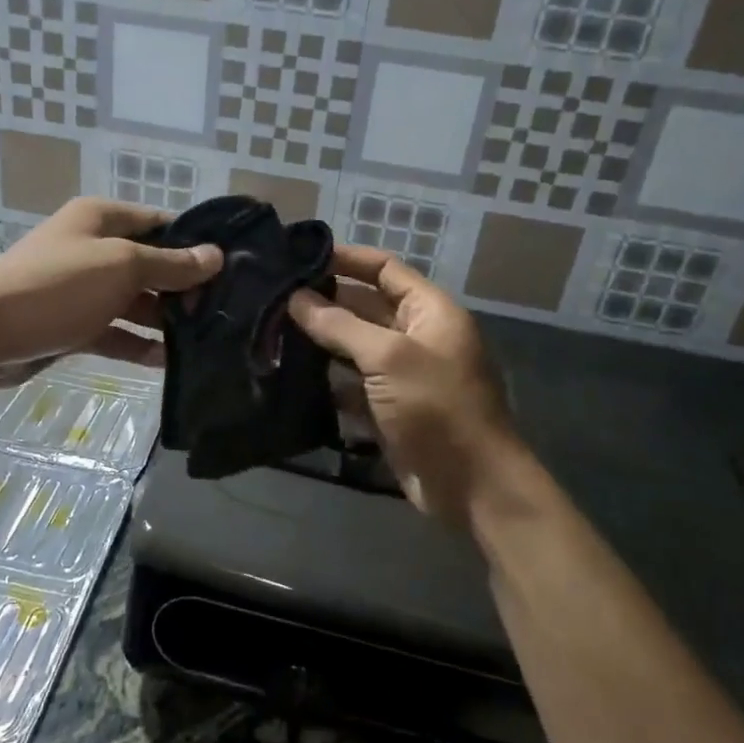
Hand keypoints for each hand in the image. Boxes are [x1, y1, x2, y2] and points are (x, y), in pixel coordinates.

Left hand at [0, 197, 220, 377]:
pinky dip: (138, 343)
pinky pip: (115, 331)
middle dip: (183, 287)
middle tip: (223, 311)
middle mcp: (93, 249)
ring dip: (164, 319)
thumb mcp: (122, 267)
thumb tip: (215, 255)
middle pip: (150, 264)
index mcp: (102, 219)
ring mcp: (83, 289)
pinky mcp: (73, 325)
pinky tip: (168, 361)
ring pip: (134, 301)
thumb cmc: (58, 286)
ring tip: (205, 338)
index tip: (230, 268)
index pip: (160, 223)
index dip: (194, 243)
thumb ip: (171, 265)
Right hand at [289, 246, 514, 517]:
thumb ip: (340, 325)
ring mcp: (403, 376)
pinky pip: (353, 385)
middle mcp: (417, 337)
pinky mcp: (389, 409)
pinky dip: (328, 380)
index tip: (300, 256)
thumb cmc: (437, 407)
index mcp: (430, 312)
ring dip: (321, 341)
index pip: (385, 269)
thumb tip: (296, 298)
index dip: (347, 259)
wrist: (471, 485)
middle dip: (326, 301)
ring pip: (355, 347)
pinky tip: (291, 375)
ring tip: (272, 330)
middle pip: (366, 307)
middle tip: (275, 296)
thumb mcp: (388, 358)